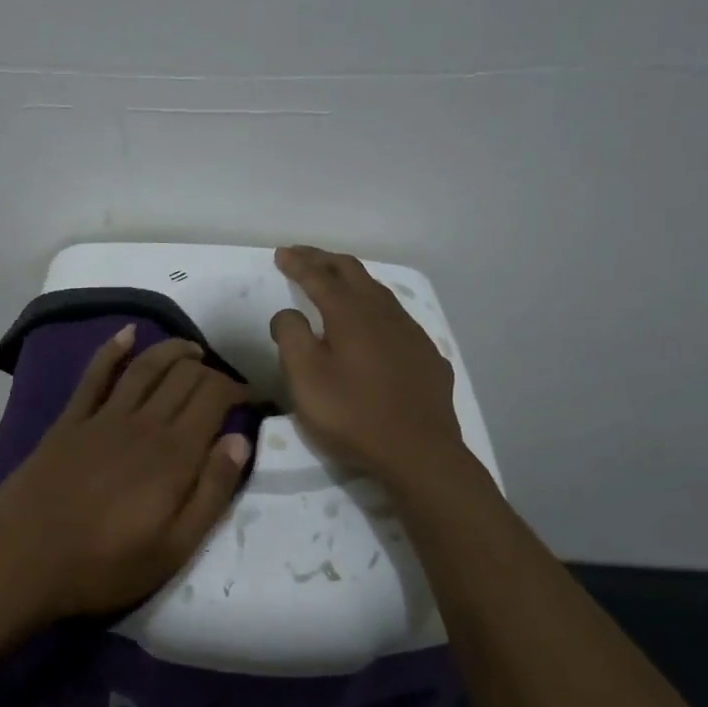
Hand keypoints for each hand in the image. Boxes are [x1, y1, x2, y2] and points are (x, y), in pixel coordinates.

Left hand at [0, 328, 251, 622]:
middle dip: (210, 370)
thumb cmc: (105, 564)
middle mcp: (143, 423)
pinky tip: (127, 334)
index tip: (251, 398)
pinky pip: (95, 375)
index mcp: (174, 453)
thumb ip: (212, 491)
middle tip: (222, 382)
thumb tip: (240, 440)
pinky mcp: (70, 420)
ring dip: (172, 351)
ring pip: (146, 367)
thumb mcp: (175, 547)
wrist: (24, 557)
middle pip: (184, 377)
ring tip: (191, 348)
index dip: (237, 389)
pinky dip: (112, 350)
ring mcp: (103, 417)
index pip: (214, 398)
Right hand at [270, 245, 464, 482]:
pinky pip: (397, 318)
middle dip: (324, 260)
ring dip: (353, 280)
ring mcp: (411, 333)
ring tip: (337, 280)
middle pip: (353, 272)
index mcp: (350, 314)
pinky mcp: (427, 356)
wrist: (419, 452)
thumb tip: (288, 312)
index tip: (281, 254)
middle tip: (303, 256)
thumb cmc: (352, 414)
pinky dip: (376, 308)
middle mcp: (383, 313)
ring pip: (379, 292)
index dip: (298, 263)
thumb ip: (291, 336)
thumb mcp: (305, 378)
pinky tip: (375, 324)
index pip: (319, 276)